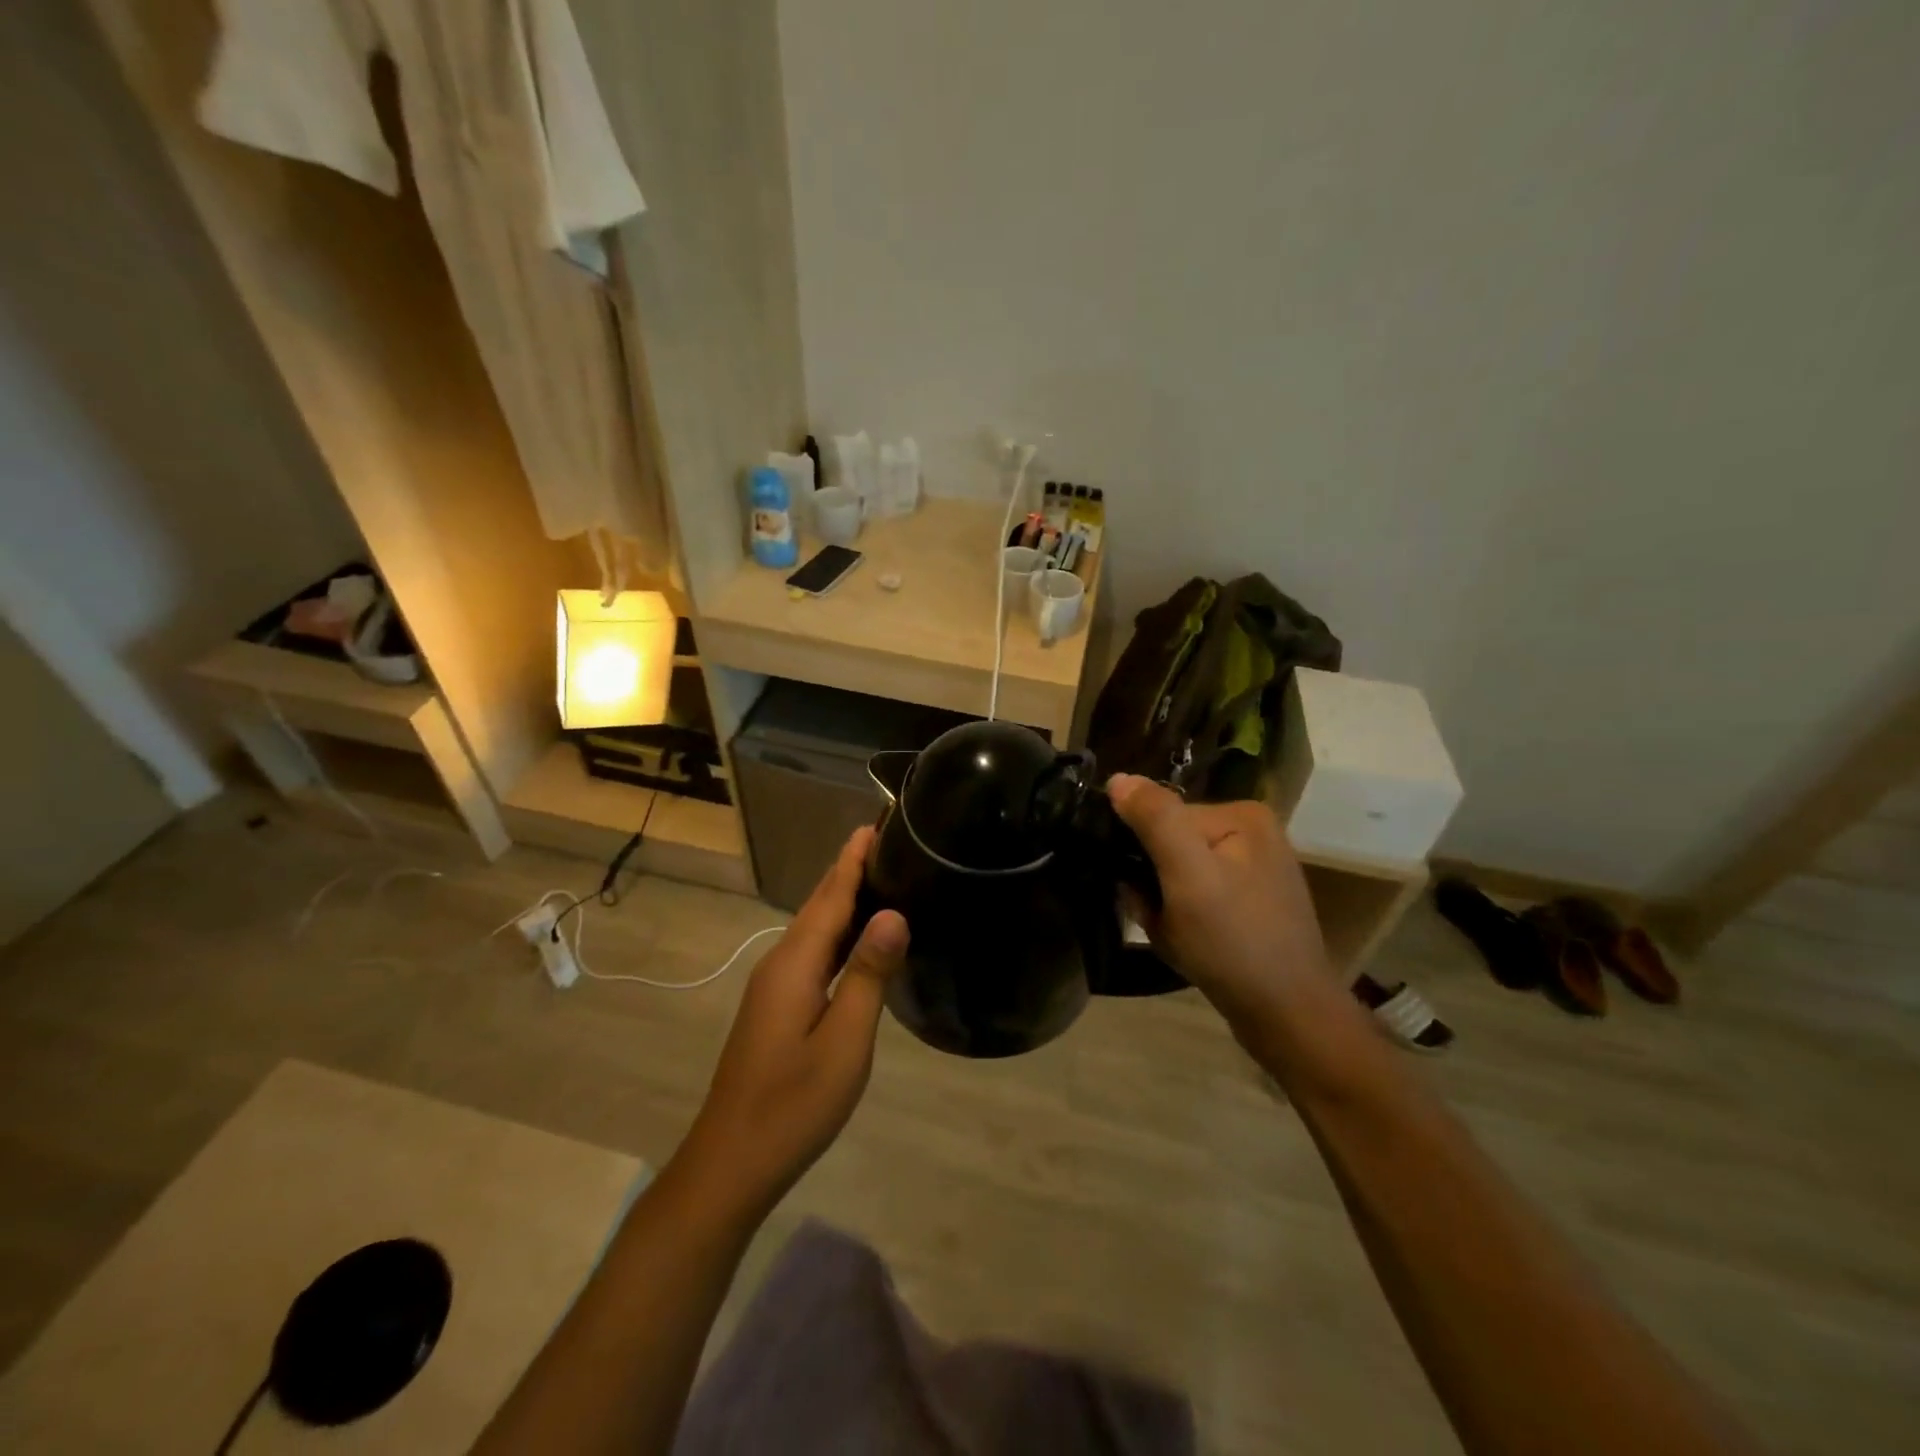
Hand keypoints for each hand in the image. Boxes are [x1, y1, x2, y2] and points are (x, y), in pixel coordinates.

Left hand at [675, 827, 907, 1217]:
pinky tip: (857, 941)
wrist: (731, 1163)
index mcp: (794, 963)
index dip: (852, 860)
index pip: (830, 896)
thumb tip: (892, 912)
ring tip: (879, 879)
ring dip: (843, 901)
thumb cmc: (794, 1103)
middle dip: (848, 872)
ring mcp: (774, 987)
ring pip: (813, 931)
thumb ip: (867, 974)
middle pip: (818, 906)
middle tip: (886, 844)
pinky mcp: (776, 1008)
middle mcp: (779, 964)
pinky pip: (811, 953)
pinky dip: (837, 934)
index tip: (874, 824)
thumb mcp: (844, 1040)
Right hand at [1108, 775, 1333, 1033]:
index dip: (1143, 854)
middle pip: (1170, 844)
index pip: (1165, 816)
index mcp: (1242, 815)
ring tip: (1175, 934)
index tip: (1143, 891)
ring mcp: (1253, 871)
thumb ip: (1154, 819)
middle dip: (1153, 881)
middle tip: (1159, 918)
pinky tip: (1189, 944)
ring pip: (1178, 874)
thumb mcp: (1187, 873)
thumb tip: (1118, 779)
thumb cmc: (1234, 941)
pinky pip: (1196, 896)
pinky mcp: (1250, 905)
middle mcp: (1252, 834)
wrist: (1287, 1017)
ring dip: (1162, 903)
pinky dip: (1180, 918)